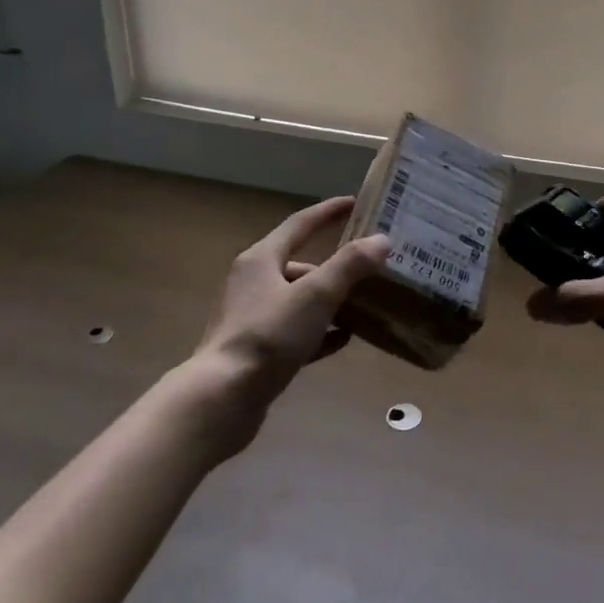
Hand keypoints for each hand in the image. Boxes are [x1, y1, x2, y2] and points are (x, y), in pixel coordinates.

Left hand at [183, 196, 387, 455]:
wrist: (222, 399)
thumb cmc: (268, 337)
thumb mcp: (315, 296)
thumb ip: (349, 266)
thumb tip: (381, 240)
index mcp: (261, 259)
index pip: (300, 224)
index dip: (328, 212)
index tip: (355, 203)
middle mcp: (252, 283)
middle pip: (299, 264)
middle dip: (334, 266)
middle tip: (369, 267)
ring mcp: (251, 318)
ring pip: (298, 300)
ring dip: (329, 301)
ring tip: (364, 305)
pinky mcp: (255, 350)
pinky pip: (294, 332)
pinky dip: (319, 331)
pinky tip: (343, 339)